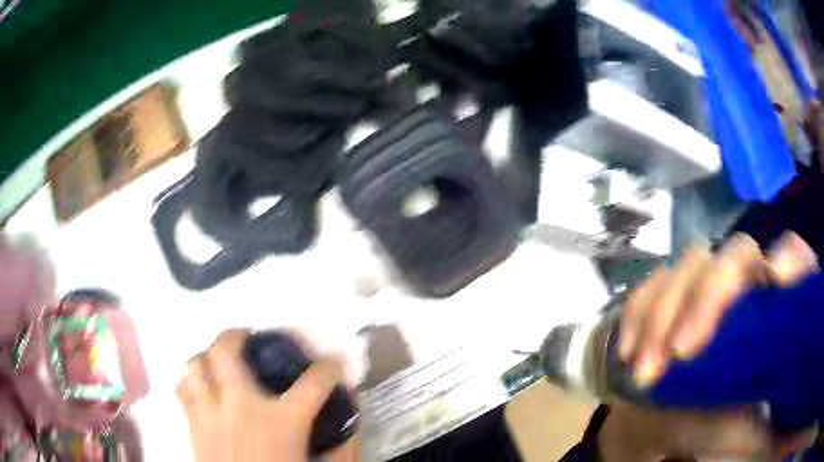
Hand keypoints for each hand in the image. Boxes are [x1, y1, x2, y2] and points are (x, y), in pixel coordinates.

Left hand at [176, 329, 357, 461]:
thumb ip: (340, 449)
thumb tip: (350, 425)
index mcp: (282, 421)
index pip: (315, 382)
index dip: (329, 368)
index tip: (333, 365)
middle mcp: (241, 407)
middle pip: (226, 352)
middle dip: (236, 335)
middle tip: (246, 338)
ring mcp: (210, 414)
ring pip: (194, 365)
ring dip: (206, 356)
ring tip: (218, 361)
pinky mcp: (193, 426)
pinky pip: (182, 389)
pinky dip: (190, 382)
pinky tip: (201, 389)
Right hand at [601, 231, 818, 461]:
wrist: (660, 421)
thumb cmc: (709, 429)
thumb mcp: (737, 436)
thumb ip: (757, 429)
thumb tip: (772, 422)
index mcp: (774, 312)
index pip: (795, 257)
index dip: (791, 259)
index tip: (776, 279)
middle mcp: (747, 283)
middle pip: (739, 253)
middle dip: (708, 297)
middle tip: (679, 353)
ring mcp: (706, 282)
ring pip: (692, 264)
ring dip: (663, 316)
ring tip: (643, 373)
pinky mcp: (670, 291)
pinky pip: (653, 283)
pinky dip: (638, 314)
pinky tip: (628, 352)